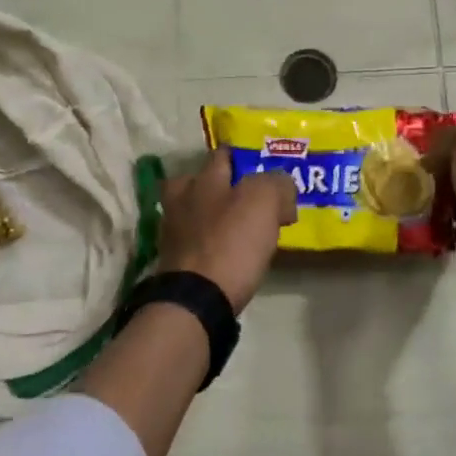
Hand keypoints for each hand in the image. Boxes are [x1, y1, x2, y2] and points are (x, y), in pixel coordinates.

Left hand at [155, 148, 295, 313]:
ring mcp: (173, 232)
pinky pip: (196, 242)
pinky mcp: (174, 262)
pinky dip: (210, 244)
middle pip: (201, 182)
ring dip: (214, 216)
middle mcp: (182, 199)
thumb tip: (283, 188)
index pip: (224, 154)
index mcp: (202, 179)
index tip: (264, 169)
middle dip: (221, 186)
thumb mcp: (263, 201)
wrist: (196, 300)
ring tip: (241, 229)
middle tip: (250, 199)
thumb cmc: (230, 243)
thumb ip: (276, 184)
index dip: (244, 158)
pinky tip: (229, 253)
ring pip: (196, 213)